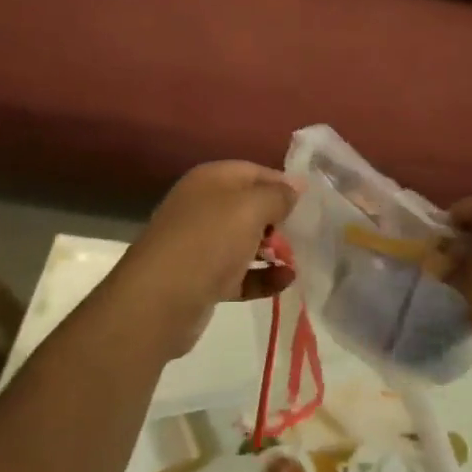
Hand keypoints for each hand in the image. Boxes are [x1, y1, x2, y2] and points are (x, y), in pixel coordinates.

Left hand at [111, 162, 299, 359]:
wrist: (159, 300)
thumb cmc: (208, 241)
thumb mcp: (250, 208)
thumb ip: (277, 195)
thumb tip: (296, 186)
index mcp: (210, 180)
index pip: (254, 171)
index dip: (282, 183)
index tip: (311, 200)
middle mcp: (204, 206)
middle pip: (250, 206)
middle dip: (279, 219)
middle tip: (307, 232)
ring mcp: (202, 244)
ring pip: (246, 240)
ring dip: (274, 250)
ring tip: (298, 259)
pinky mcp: (204, 279)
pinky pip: (241, 273)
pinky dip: (263, 276)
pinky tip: (286, 282)